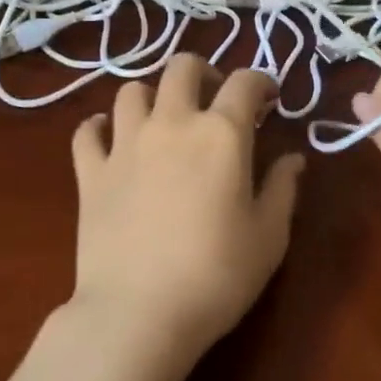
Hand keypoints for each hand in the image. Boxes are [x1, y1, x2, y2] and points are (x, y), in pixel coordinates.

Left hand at [66, 53, 305, 373]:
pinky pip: (86, 131)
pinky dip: (99, 127)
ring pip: (130, 91)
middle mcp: (171, 124)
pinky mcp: (90, 172)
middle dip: (203, 72)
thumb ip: (283, 189)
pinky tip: (109, 139)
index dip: (261, 81)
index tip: (268, 98)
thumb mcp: (269, 237)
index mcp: (221, 134)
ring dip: (151, 96)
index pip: (245, 82)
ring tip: (162, 119)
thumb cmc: (217, 276)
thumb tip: (293, 158)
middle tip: (214, 97)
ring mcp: (124, 145)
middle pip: (181, 68)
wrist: (138, 312)